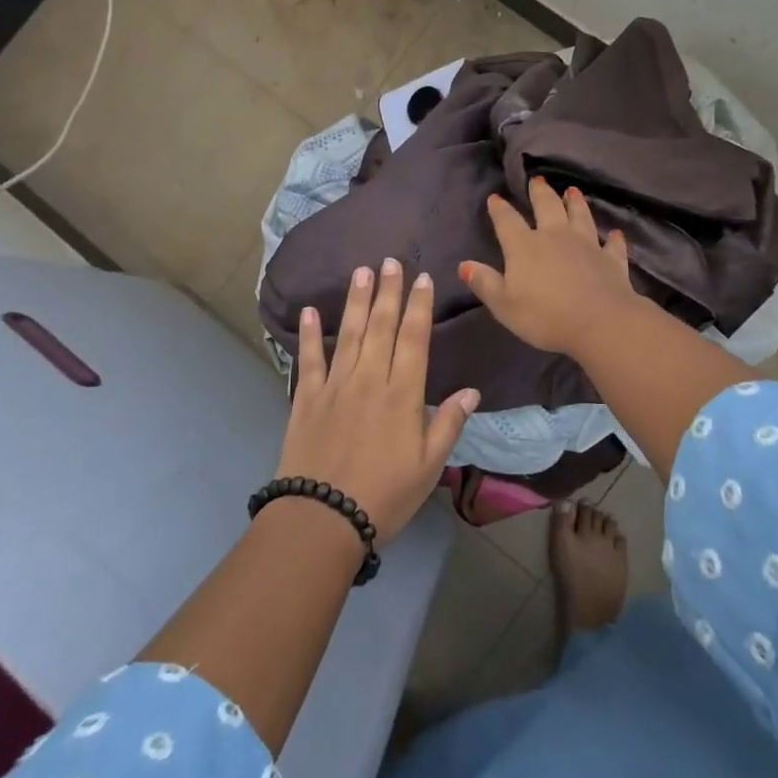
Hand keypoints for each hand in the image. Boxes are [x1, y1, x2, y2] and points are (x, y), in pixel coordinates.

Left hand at [277, 259, 479, 543]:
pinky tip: (310, 311)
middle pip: (381, 327)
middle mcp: (369, 380)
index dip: (419, 306)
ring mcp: (335, 386)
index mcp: (402, 395)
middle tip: (391, 261)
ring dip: (356, 301)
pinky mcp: (306, 398)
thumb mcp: (429, 466)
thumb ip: (448, 424)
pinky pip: (308, 359)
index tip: (422, 279)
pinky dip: (310, 335)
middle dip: (388, 292)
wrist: (323, 517)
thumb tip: (471, 390)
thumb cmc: (385, 495)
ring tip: (361, 272)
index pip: (414, 339)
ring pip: (348, 334)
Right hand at [460, 177, 640, 356]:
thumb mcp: (503, 304)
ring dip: (576, 204)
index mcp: (524, 246)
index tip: (495, 198)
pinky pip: (611, 245)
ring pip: (580, 217)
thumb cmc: (544, 316)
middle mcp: (555, 237)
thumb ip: (484, 283)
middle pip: (547, 208)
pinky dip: (612, 238)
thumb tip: (464, 265)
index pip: (507, 221)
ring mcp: (586, 245)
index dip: (500, 209)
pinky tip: (615, 233)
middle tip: (538, 181)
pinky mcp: (611, 260)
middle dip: (540, 193)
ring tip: (572, 191)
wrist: (599, 322)